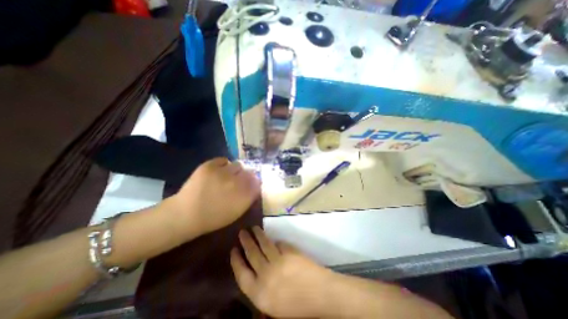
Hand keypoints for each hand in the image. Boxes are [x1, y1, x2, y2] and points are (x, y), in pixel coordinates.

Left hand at [170, 158, 260, 236]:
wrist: (187, 214)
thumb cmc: (214, 217)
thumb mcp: (237, 212)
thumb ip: (249, 197)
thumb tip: (256, 185)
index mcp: (244, 195)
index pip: (257, 182)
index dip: (255, 182)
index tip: (252, 184)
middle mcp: (236, 182)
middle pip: (249, 172)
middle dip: (246, 176)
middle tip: (239, 181)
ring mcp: (223, 172)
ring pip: (238, 165)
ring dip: (235, 170)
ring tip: (228, 176)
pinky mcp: (210, 166)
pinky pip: (224, 160)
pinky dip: (223, 165)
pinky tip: (219, 171)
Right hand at [232, 228, 336, 317]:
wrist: (320, 296)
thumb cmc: (297, 308)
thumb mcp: (273, 307)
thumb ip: (262, 289)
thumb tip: (257, 272)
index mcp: (259, 294)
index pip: (241, 274)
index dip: (236, 261)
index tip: (233, 250)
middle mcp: (266, 275)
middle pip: (252, 254)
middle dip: (245, 242)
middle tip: (242, 232)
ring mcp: (278, 261)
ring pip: (264, 244)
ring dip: (258, 235)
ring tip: (254, 228)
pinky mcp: (289, 252)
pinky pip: (279, 244)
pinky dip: (275, 242)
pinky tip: (274, 240)